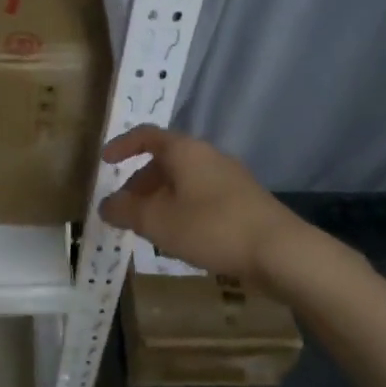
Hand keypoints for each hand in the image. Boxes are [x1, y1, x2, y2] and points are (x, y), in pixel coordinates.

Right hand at [99, 126, 299, 281]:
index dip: (123, 146)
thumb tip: (106, 205)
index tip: (105, 162)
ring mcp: (230, 177)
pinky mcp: (244, 200)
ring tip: (150, 228)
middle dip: (141, 182)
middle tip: (126, 208)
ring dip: (162, 198)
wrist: (280, 250)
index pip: (146, 135)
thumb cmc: (211, 227)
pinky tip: (182, 236)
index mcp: (185, 151)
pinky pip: (202, 195)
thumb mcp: (158, 222)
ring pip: (185, 180)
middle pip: (166, 160)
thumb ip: (126, 211)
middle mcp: (208, 155)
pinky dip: (183, 208)